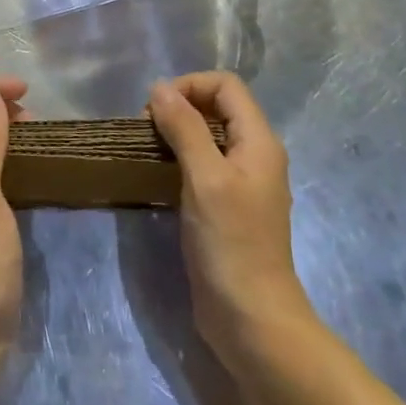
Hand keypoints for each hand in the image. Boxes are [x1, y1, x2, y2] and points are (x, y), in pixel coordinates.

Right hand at [149, 72, 313, 376]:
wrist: (251, 319)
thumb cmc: (230, 243)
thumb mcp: (205, 178)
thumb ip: (185, 128)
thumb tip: (160, 88)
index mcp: (259, 141)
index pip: (226, 86)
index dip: (190, 85)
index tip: (156, 108)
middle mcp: (256, 155)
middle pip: (218, 107)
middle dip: (181, 106)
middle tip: (146, 128)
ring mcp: (243, 183)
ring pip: (209, 137)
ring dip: (178, 133)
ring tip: (148, 149)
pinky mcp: (229, 207)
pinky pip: (205, 165)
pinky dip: (181, 159)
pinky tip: (159, 176)